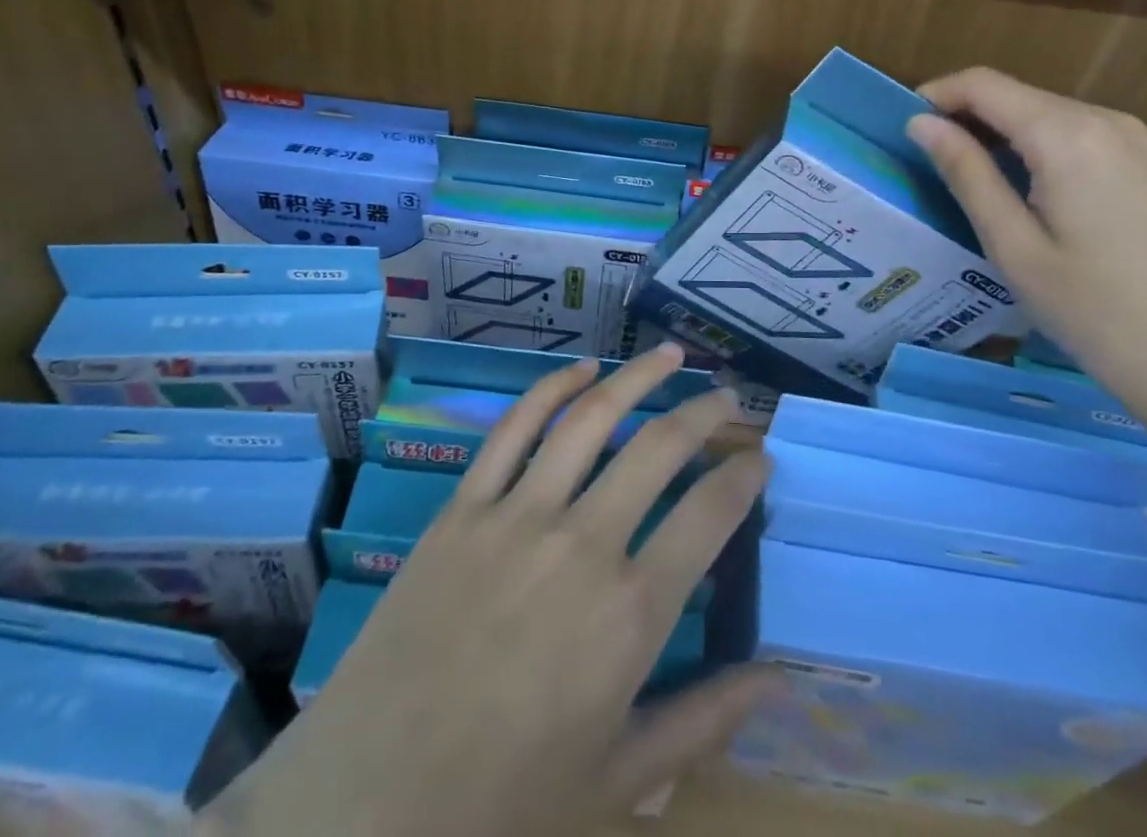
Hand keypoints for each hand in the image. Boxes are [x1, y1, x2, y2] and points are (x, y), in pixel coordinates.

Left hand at [205, 346, 775, 836]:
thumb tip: (781, 678)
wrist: (365, 807)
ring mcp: (518, 516)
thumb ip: (705, 722)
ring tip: (671, 354)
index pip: (709, 516)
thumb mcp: (618, 781)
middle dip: (703, 413)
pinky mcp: (464, 507)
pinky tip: (582, 369)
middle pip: (659, 449)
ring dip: (639, 376)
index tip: (758, 455)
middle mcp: (583, 544)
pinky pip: (514, 429)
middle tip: (725, 397)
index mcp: (630, 615)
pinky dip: (552, 389)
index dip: (743, 475)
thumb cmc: (502, 808)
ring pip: (592, 418)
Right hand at [907, 67, 1146, 415]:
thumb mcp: (1010, 243)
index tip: (903, 128)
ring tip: (961, 171)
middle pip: (1013, 93)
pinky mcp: (1139, 158)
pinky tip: (1014, 181)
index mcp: (1068, 136)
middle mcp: (1103, 119)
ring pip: (1039, 109)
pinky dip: (1029, 142)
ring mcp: (1129, 136)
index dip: (936, 96)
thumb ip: (965, 172)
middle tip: (925, 157)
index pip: (984, 85)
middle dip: (963, 114)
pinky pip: (1068, 130)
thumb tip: (920, 124)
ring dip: (995, 128)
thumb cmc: (1088, 308)